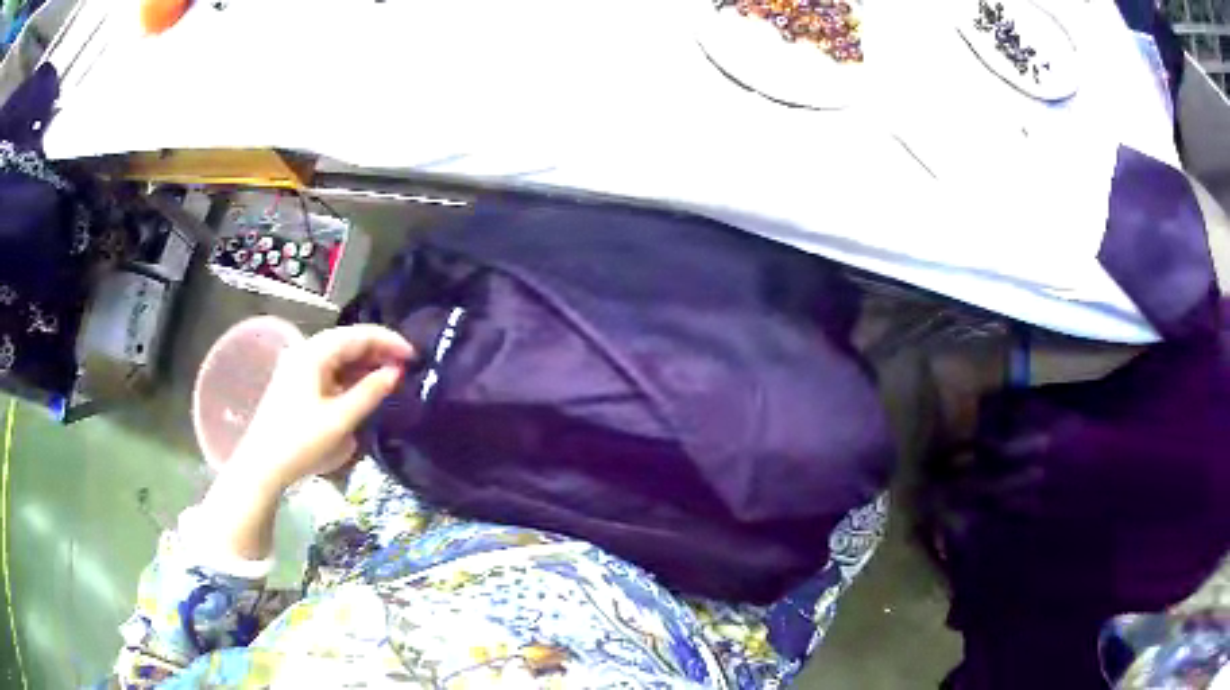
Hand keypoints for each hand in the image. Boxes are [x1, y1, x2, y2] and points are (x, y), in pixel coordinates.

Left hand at [229, 324, 414, 491]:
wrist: (262, 465)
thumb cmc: (300, 441)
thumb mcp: (339, 420)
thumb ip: (369, 393)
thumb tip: (395, 373)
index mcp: (314, 353)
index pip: (358, 335)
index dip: (388, 341)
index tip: (414, 356)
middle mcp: (305, 351)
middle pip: (347, 341)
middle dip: (378, 351)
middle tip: (406, 367)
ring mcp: (298, 366)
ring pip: (338, 356)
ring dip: (364, 364)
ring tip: (390, 377)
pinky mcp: (295, 383)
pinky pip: (328, 370)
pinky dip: (349, 376)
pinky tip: (363, 388)